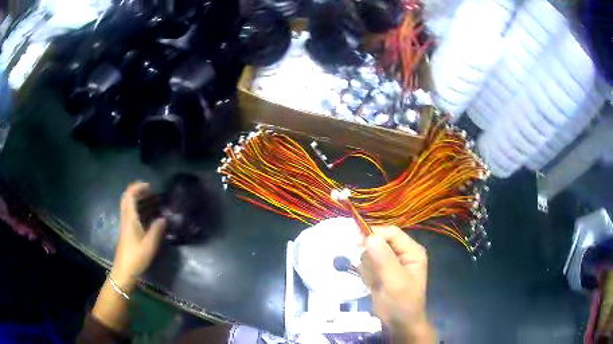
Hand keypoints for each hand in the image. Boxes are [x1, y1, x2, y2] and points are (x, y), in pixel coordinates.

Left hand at [111, 182, 166, 292]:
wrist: (124, 270)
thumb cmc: (136, 257)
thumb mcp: (149, 245)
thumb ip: (157, 230)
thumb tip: (164, 218)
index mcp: (130, 218)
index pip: (130, 195)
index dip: (139, 187)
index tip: (151, 187)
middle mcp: (126, 218)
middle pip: (128, 198)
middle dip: (139, 191)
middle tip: (152, 192)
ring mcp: (125, 224)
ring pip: (129, 205)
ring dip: (139, 200)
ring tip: (153, 201)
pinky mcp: (127, 230)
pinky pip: (131, 213)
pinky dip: (139, 209)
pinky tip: (149, 215)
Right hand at [360, 226, 434, 342]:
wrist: (400, 324)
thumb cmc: (402, 304)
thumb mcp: (395, 282)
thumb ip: (383, 259)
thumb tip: (369, 237)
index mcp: (412, 251)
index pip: (391, 233)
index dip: (374, 234)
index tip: (355, 242)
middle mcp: (402, 253)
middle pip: (379, 241)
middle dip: (371, 257)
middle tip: (372, 273)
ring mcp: (391, 262)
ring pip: (370, 253)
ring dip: (368, 268)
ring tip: (376, 283)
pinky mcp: (382, 270)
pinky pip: (367, 264)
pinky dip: (367, 274)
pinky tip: (373, 285)